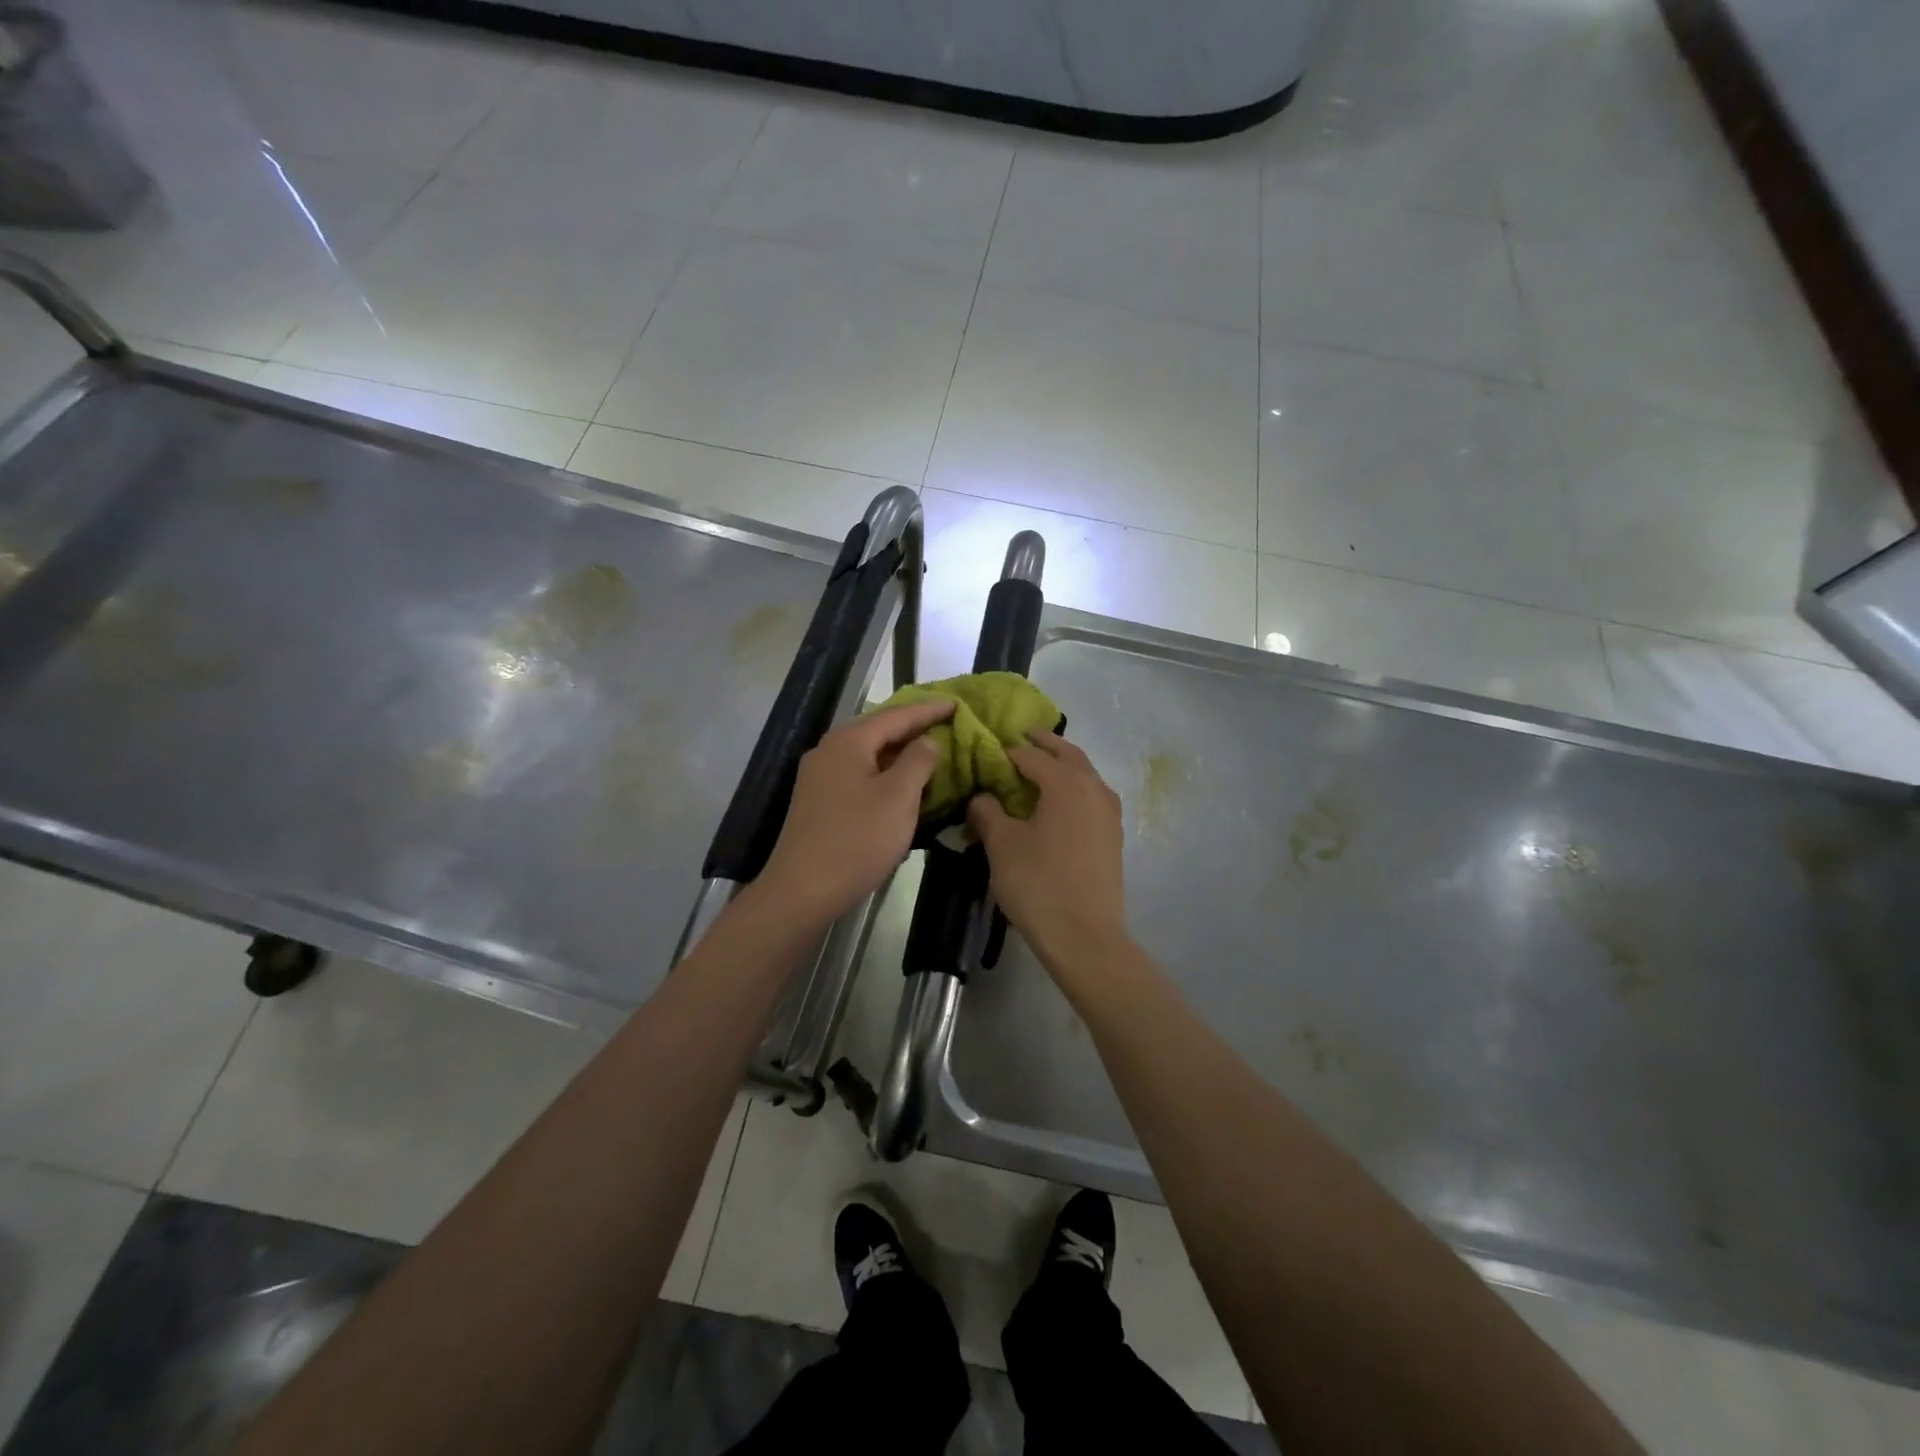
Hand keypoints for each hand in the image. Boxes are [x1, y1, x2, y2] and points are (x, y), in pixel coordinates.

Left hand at [756, 699, 953, 925]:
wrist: (802, 890)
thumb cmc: (856, 839)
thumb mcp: (898, 797)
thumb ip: (918, 761)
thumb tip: (926, 742)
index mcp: (848, 741)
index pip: (897, 715)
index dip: (929, 710)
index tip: (957, 703)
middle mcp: (829, 751)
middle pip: (879, 731)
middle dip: (913, 728)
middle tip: (947, 724)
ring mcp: (820, 778)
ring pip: (869, 756)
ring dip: (900, 754)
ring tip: (931, 753)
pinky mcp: (819, 803)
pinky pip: (860, 777)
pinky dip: (885, 775)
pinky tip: (901, 786)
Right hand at [967, 731, 1127, 976]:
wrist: (1085, 937)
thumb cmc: (1038, 884)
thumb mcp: (1003, 845)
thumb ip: (988, 813)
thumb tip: (981, 797)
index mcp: (1067, 783)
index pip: (1032, 755)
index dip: (1008, 751)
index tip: (988, 750)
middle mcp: (1094, 789)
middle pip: (1068, 755)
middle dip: (1044, 745)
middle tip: (1022, 739)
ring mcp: (1109, 814)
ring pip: (1086, 775)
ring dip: (1064, 766)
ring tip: (1040, 770)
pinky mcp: (1113, 837)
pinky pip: (1092, 798)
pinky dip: (1075, 789)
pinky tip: (1059, 805)